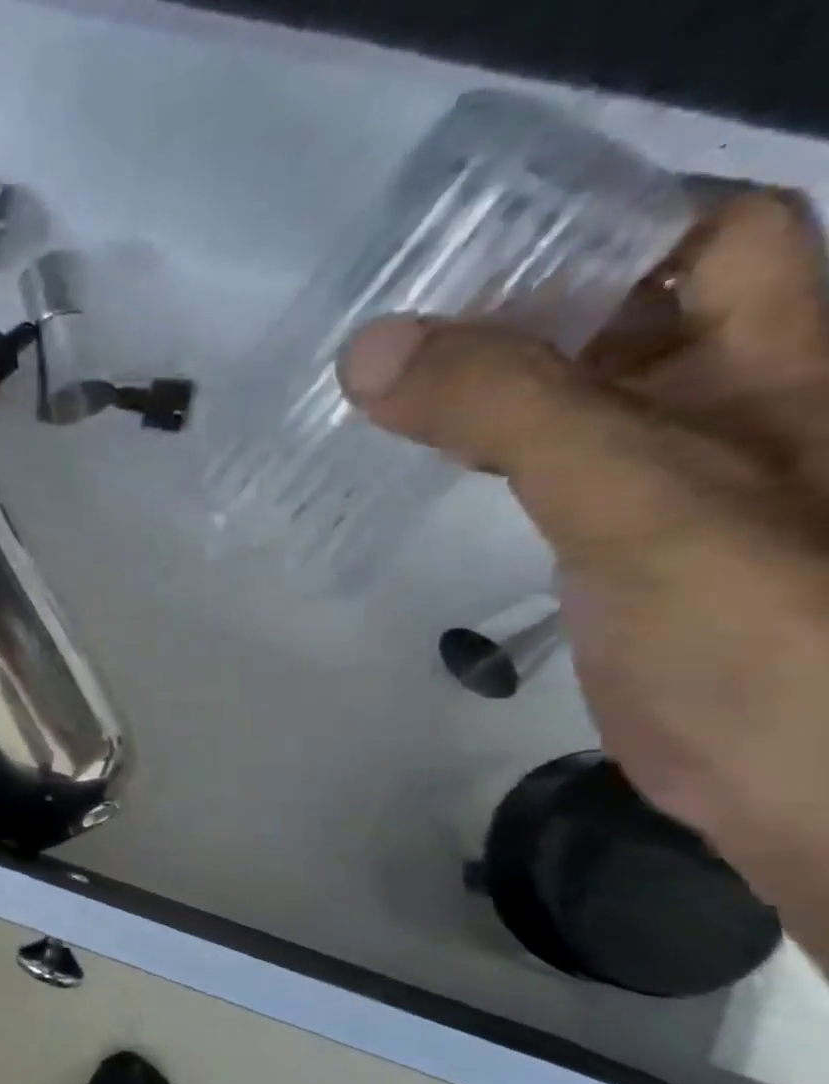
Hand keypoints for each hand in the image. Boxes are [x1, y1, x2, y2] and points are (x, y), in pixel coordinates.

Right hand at [339, 190, 828, 956]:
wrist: (798, 782)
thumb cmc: (763, 629)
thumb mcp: (639, 498)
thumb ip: (512, 413)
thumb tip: (369, 349)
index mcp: (781, 356)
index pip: (692, 235)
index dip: (585, 229)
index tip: (454, 254)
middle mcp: (729, 398)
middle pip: (613, 313)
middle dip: (505, 310)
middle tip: (383, 329)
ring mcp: (661, 477)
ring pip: (562, 394)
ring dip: (476, 385)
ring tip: (372, 390)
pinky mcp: (605, 544)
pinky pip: (535, 469)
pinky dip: (473, 454)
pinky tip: (411, 462)